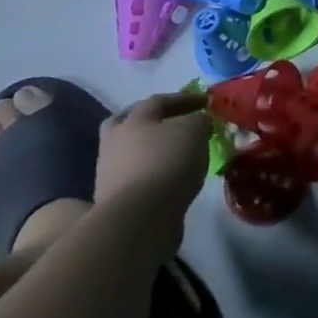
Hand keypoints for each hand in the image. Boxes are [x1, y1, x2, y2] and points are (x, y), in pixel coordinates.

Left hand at [95, 92, 211, 219]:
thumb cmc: (167, 163)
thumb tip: (199, 123)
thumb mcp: (195, 131)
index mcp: (134, 120)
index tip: (206, 102)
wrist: (138, 218)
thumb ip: (199, 121)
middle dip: (149, 120)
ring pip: (130, 152)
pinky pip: (136, 178)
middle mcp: (116, 142)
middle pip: (128, 122)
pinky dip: (152, 175)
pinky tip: (170, 179)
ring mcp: (110, 173)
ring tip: (176, 156)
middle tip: (171, 122)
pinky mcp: (115, 201)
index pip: (159, 101)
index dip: (184, 99)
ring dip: (150, 151)